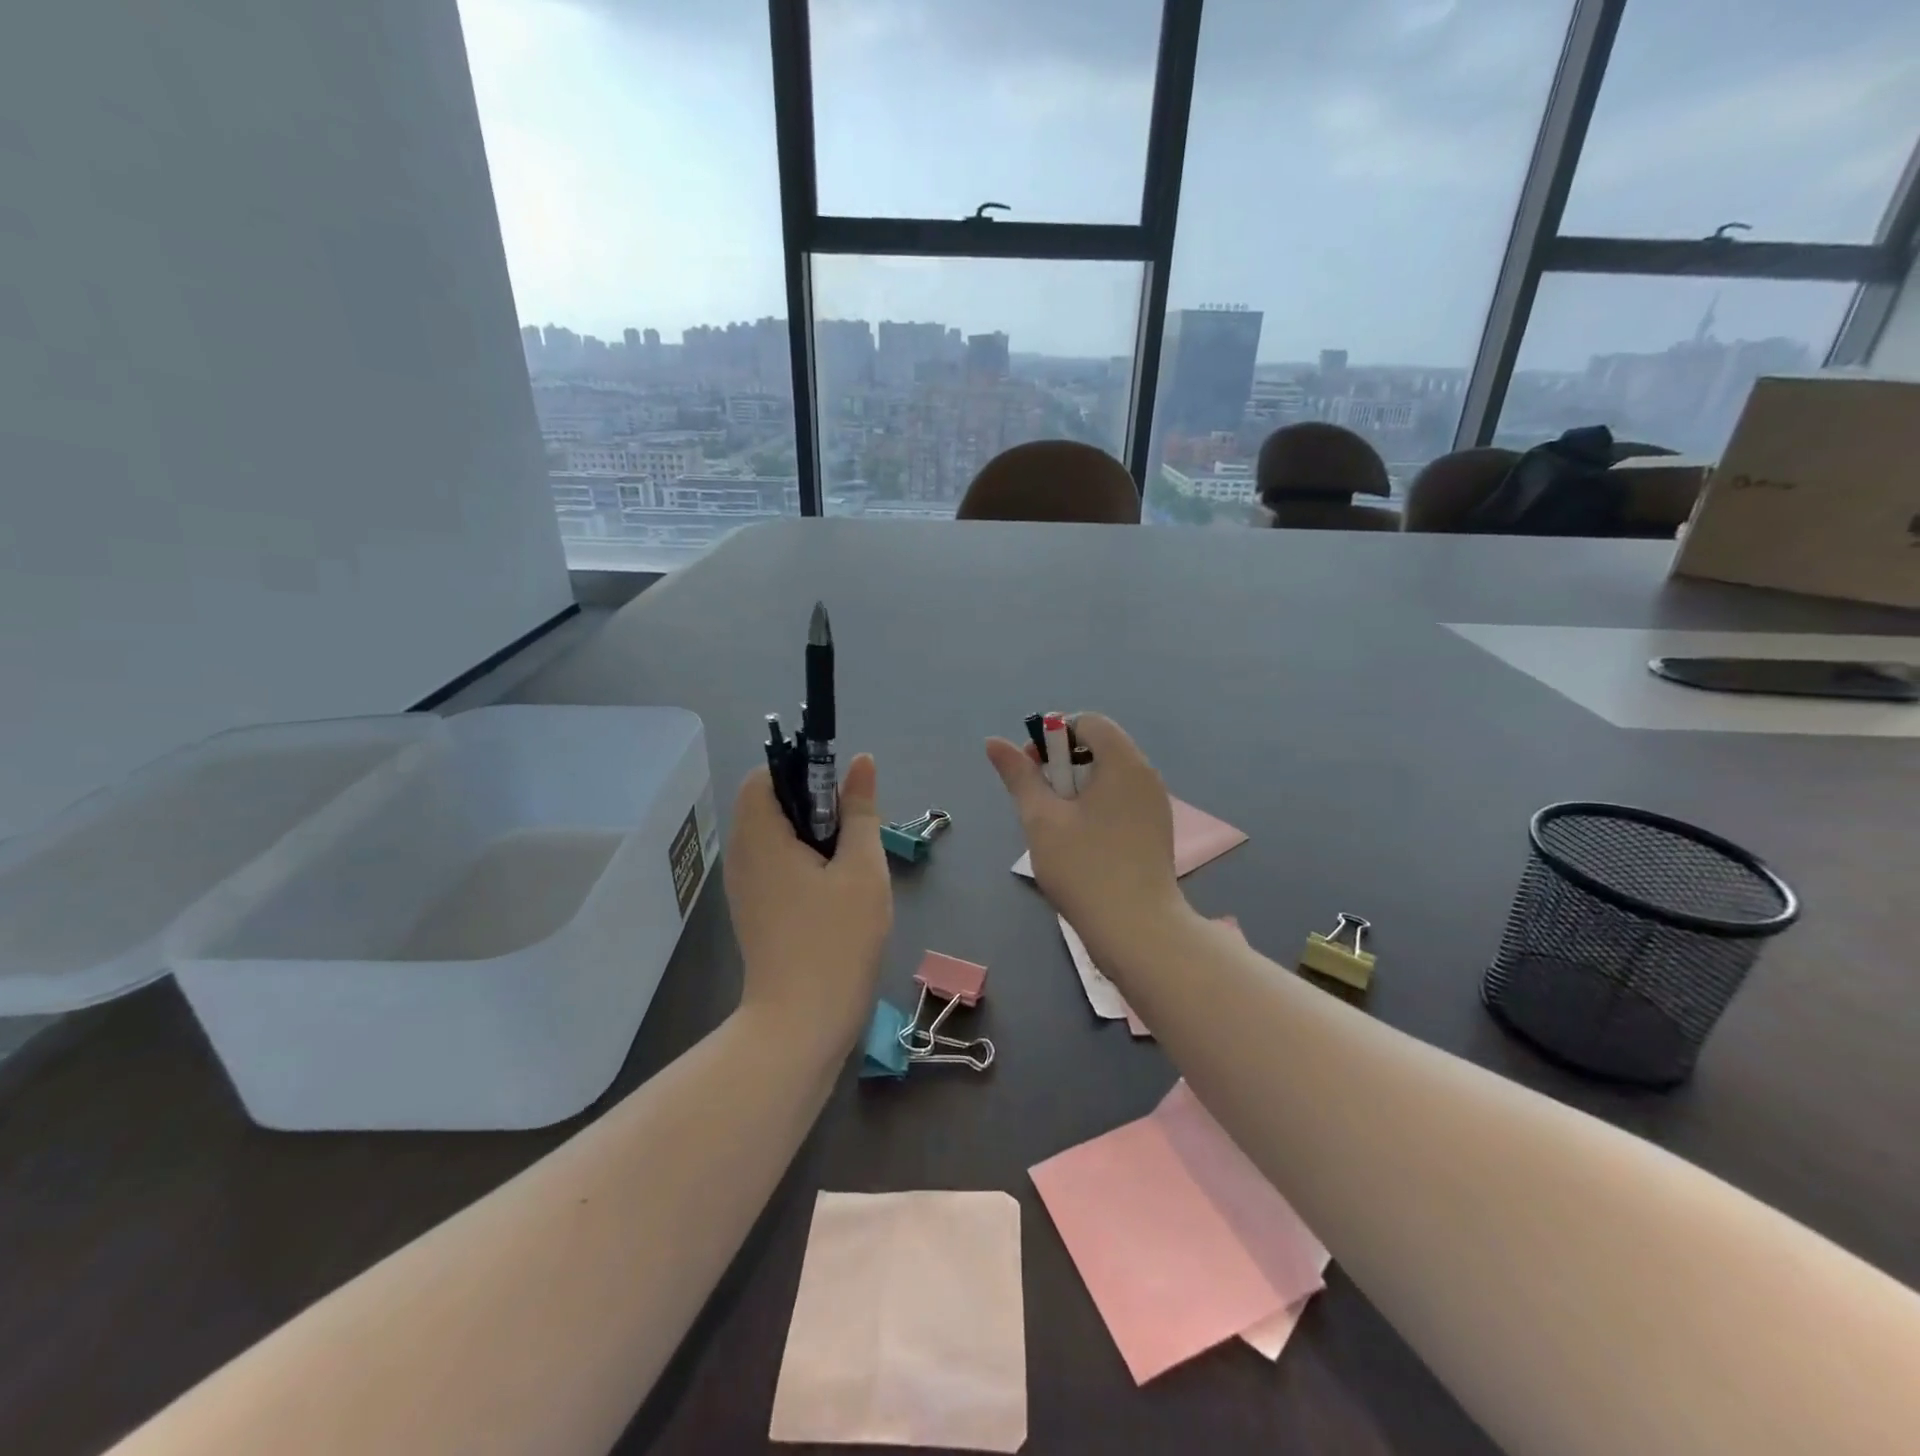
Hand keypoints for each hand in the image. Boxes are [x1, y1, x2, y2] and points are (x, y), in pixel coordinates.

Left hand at [724, 754, 891, 1055]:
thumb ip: (860, 810)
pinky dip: (803, 862)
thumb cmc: (836, 939)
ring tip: (850, 861)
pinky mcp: (754, 911)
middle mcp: (742, 855)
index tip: (841, 792)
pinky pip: (774, 865)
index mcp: (760, 835)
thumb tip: (861, 762)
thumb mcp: (862, 868)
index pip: (765, 775)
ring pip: (774, 836)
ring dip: (812, 836)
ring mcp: (744, 886)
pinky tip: (835, 890)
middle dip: (814, 805)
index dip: (802, 770)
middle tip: (853, 830)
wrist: (801, 1023)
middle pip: (769, 804)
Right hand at [985, 713, 1184, 965]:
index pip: (1089, 722)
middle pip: (1100, 747)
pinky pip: (1121, 801)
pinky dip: (1096, 807)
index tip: (1034, 769)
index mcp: (1124, 763)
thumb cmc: (1084, 868)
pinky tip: (1081, 843)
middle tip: (1040, 801)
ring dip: (1077, 788)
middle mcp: (1146, 776)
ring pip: (1109, 777)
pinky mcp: (1156, 832)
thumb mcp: (1041, 819)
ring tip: (1056, 825)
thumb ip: (1019, 776)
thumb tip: (994, 742)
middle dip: (1063, 764)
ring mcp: (1155, 805)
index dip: (1055, 735)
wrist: (1138, 929)